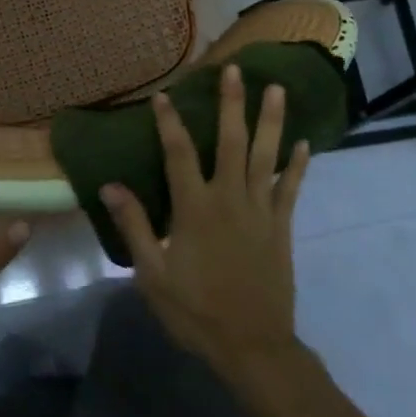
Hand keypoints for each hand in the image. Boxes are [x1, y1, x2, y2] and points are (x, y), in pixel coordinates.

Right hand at [100, 64, 309, 379]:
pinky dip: (297, 165)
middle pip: (230, 142)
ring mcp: (260, 210)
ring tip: (276, 89)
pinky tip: (304, 143)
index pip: (179, 154)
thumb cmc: (196, 312)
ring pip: (266, 156)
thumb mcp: (153, 275)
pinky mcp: (282, 226)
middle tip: (235, 69)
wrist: (253, 347)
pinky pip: (291, 189)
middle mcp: (230, 199)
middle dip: (232, 104)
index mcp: (195, 209)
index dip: (170, 123)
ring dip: (271, 121)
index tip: (164, 95)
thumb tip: (111, 185)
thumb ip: (136, 226)